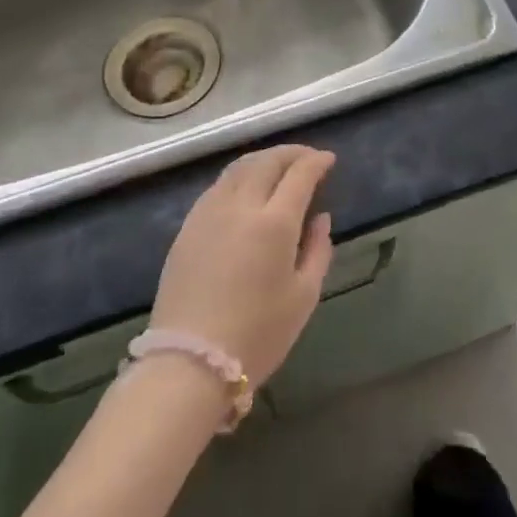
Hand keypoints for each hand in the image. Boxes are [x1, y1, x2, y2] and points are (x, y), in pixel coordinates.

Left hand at [153, 145, 335, 386]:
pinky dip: (239, 176)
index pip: (299, 174)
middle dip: (291, 153)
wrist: (190, 362)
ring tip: (278, 166)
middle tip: (307, 157)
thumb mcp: (304, 297)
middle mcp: (241, 206)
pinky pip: (218, 186)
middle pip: (267, 162)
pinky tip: (246, 188)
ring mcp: (209, 213)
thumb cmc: (257, 334)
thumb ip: (318, 250)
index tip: (329, 160)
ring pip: (239, 168)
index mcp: (275, 223)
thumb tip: (321, 218)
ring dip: (263, 159)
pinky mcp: (187, 226)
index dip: (317, 162)